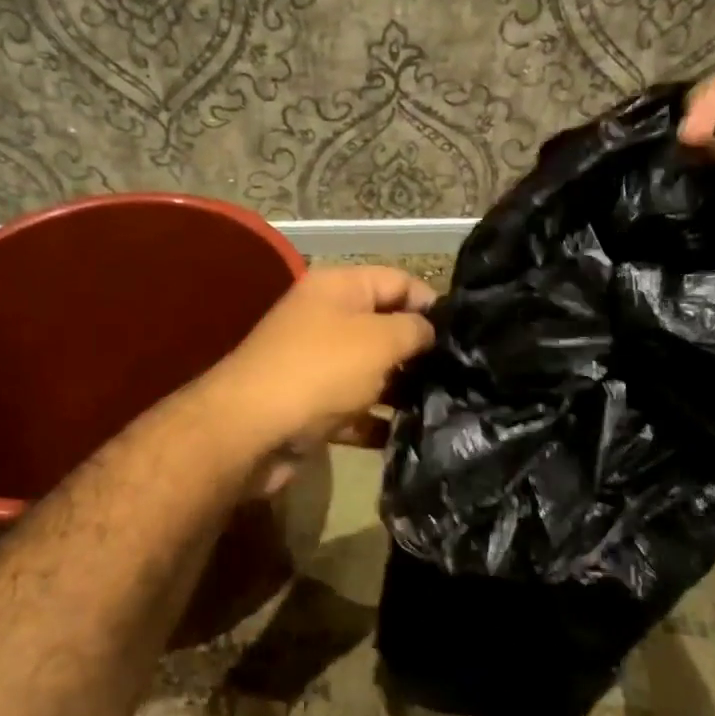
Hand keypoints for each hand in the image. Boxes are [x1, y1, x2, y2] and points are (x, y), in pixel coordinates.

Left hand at [198, 265, 436, 488]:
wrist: (251, 430)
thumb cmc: (321, 371)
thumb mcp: (379, 340)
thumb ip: (414, 329)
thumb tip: (430, 331)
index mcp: (337, 288)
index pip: (397, 280)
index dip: (431, 302)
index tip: (463, 335)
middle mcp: (324, 319)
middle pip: (383, 327)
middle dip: (419, 350)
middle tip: (458, 375)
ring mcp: (315, 364)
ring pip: (370, 371)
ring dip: (401, 388)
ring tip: (442, 407)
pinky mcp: (310, 406)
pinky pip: (353, 409)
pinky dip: (375, 421)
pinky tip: (406, 436)